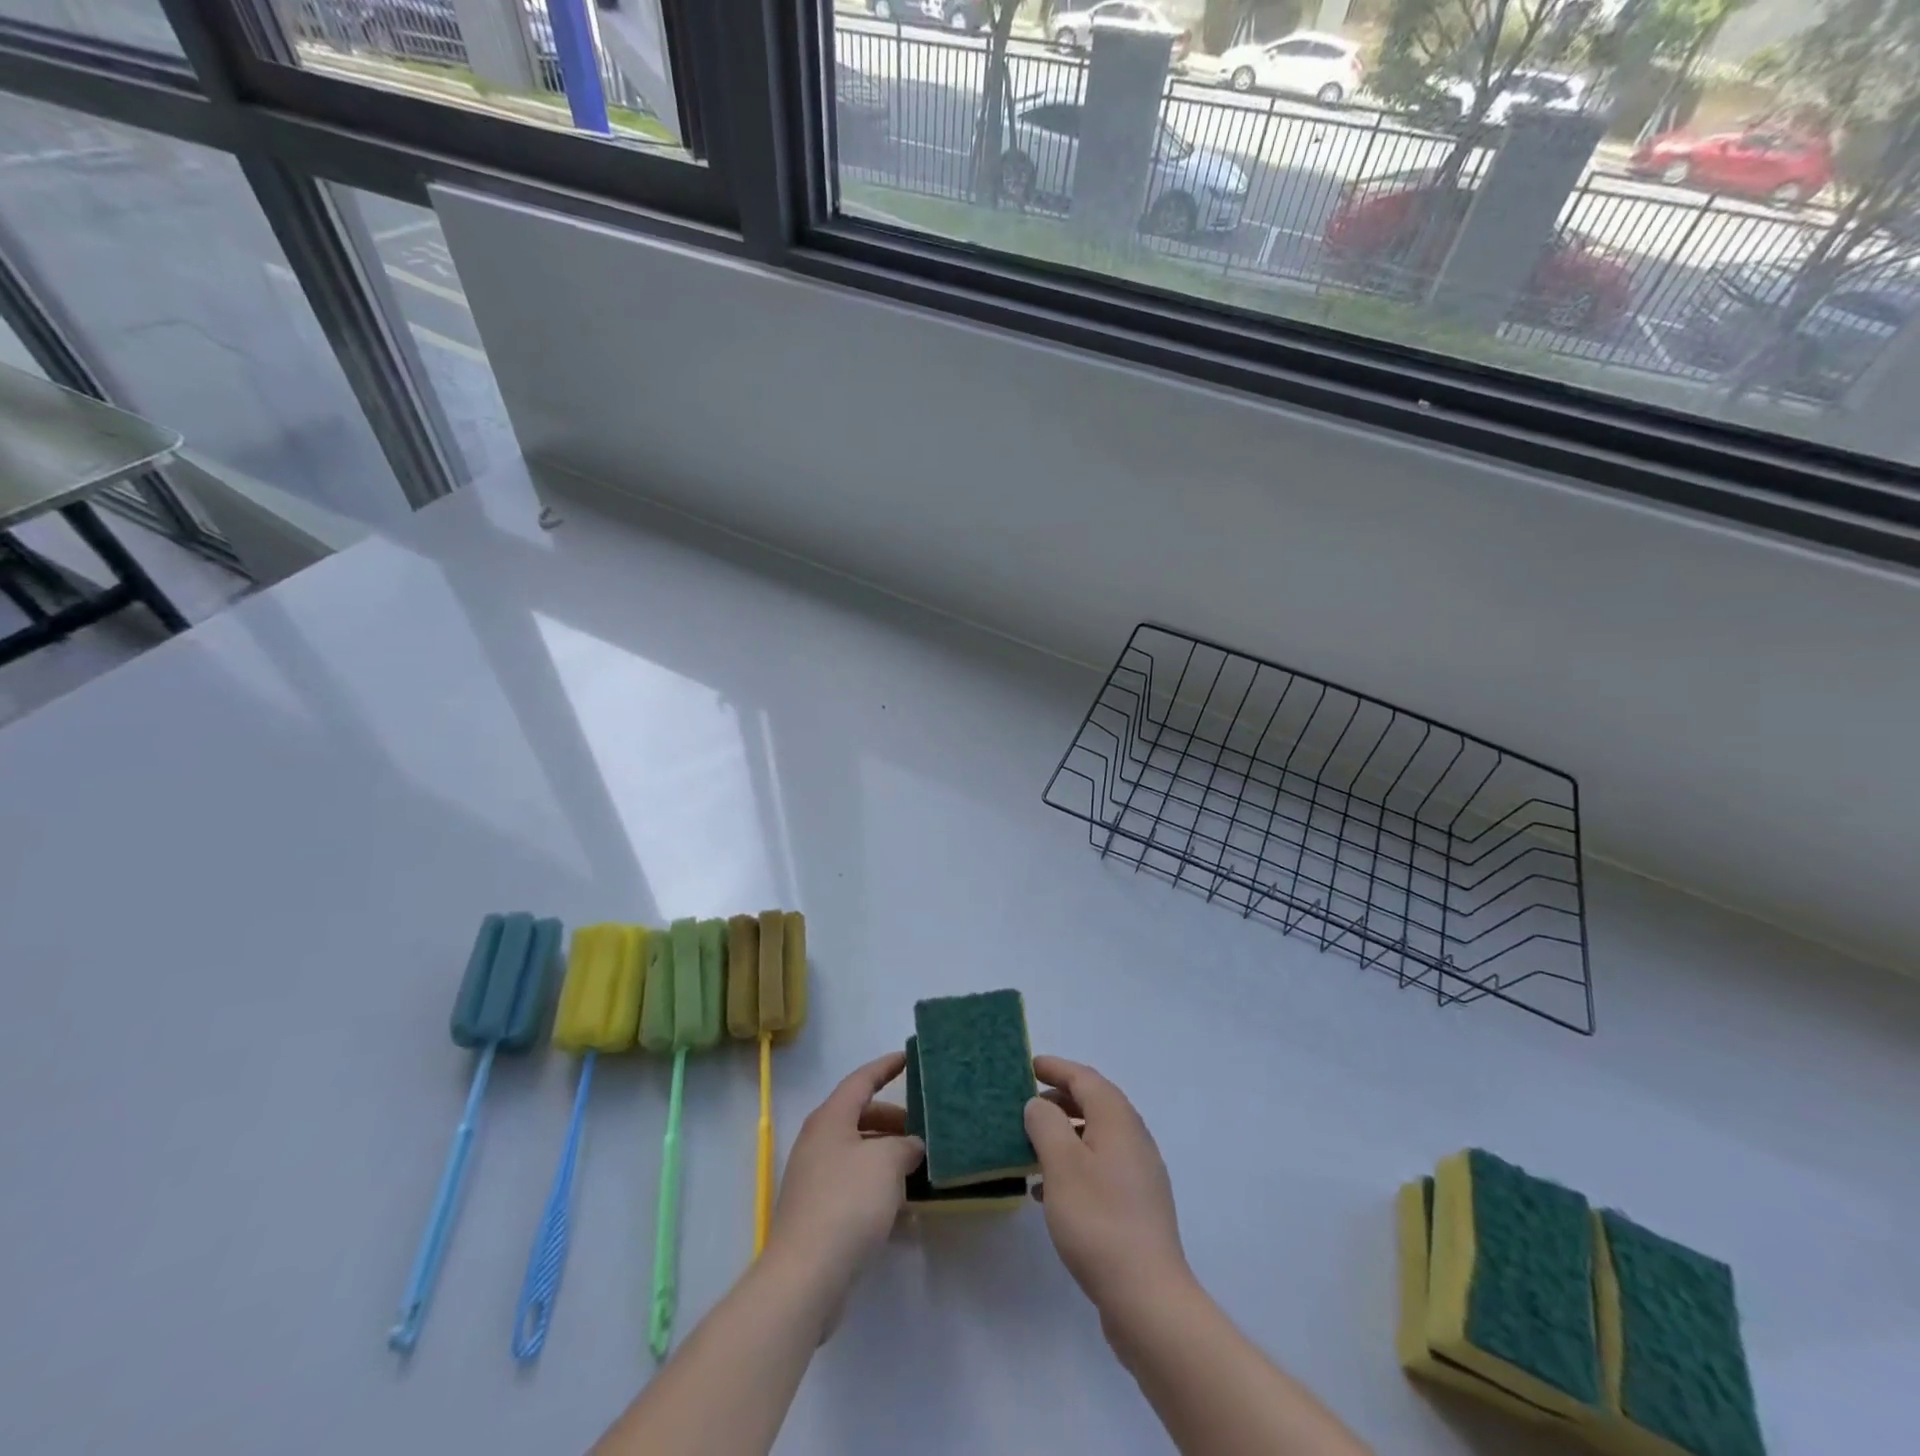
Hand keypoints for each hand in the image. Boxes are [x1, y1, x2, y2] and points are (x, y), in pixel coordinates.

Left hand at [765, 1052, 923, 1302]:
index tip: (907, 1058)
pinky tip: (903, 1206)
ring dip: (887, 1155)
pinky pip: (854, 1184)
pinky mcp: (818, 1211)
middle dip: (892, 1120)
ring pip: (858, 1153)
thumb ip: (905, 1146)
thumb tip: (911, 1146)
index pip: (861, 1080)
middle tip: (923, 1128)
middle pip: (860, 1117)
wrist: (805, 1275)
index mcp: (830, 1118)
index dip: (885, 1067)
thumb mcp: (886, 1163)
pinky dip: (878, 1185)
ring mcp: (815, 1177)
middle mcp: (819, 1141)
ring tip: (918, 1165)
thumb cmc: (847, 1202)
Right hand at [1025, 1056, 1190, 1319]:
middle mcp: (1133, 1138)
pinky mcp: (1136, 1206)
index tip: (1029, 1066)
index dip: (1056, 1068)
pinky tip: (1047, 1192)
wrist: (1147, 1297)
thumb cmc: (1098, 1220)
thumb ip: (1046, 1124)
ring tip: (1030, 1147)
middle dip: (1059, 1100)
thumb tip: (1040, 1105)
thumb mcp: (1061, 1164)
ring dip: (1064, 1135)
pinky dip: (1074, 1166)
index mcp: (1118, 1119)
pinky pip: (1100, 1168)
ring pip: (1096, 1138)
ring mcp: (1139, 1174)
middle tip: (1026, 1105)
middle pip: (1094, 1104)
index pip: (1085, 1078)